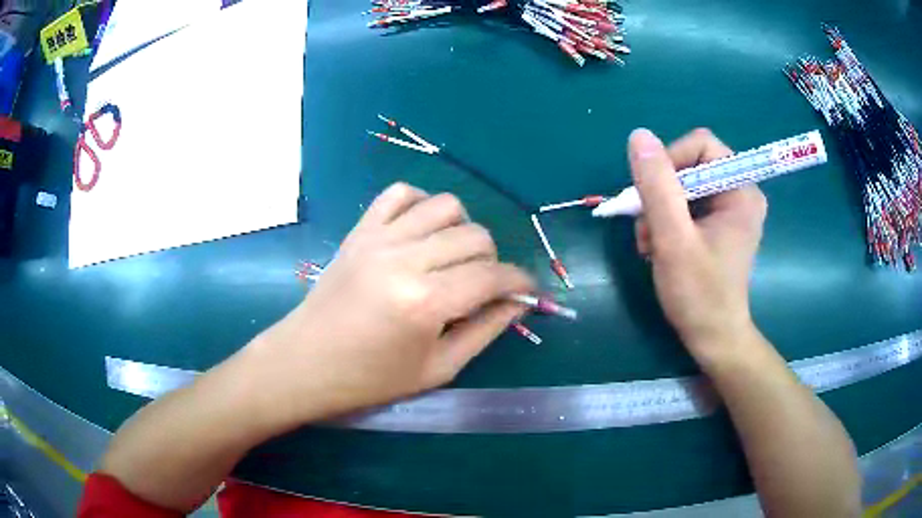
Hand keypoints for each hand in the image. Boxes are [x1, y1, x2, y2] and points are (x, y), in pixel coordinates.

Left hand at [249, 183, 533, 422]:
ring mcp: (379, 238)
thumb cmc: (370, 378)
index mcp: (425, 302)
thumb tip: (518, 302)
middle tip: (482, 286)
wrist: (306, 362)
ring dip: (462, 229)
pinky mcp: (360, 230)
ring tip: (452, 257)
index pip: (492, 276)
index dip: (520, 281)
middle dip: (492, 260)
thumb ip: (485, 331)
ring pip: (445, 206)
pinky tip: (422, 231)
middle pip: (474, 236)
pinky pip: (400, 193)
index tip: (527, 290)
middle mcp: (404, 259)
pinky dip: (422, 204)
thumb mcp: (437, 368)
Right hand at [629, 128, 766, 362]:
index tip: (652, 199)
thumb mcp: (674, 239)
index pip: (701, 146)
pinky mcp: (718, 223)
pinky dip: (665, 222)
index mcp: (741, 190)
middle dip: (661, 195)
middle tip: (648, 230)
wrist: (712, 338)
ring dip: (658, 212)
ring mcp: (728, 208)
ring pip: (682, 186)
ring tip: (651, 245)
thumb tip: (639, 135)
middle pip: (689, 165)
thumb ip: (658, 186)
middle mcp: (739, 191)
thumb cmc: (699, 294)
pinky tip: (658, 247)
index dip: (670, 163)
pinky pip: (684, 204)